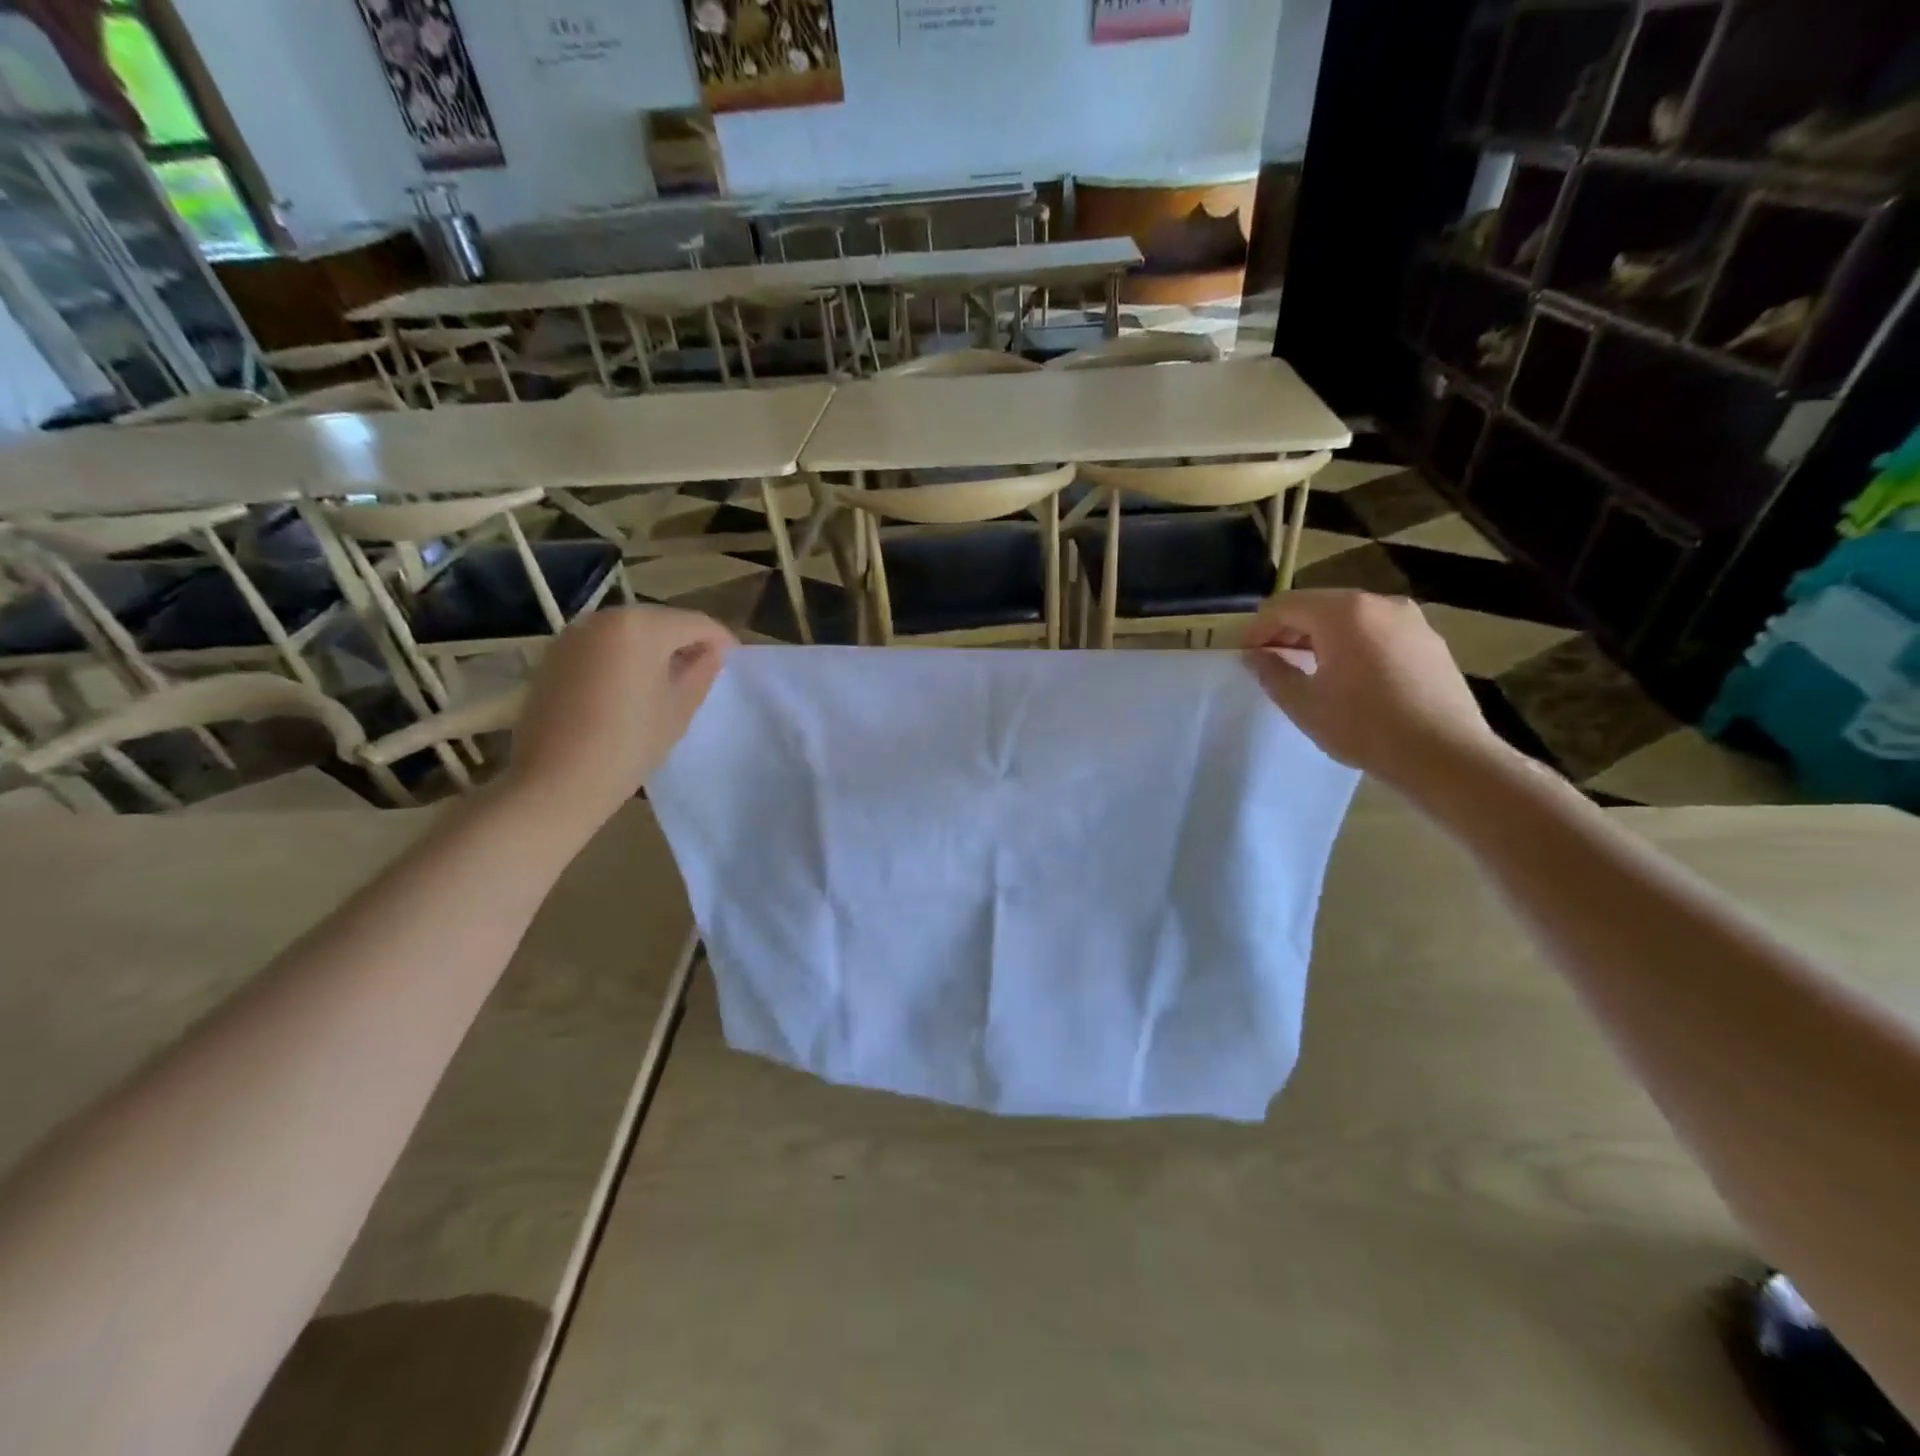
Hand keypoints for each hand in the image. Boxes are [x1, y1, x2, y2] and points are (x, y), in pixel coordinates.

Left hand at [504, 607, 732, 828]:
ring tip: (669, 678)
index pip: (695, 623)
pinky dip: (624, 656)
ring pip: (629, 631)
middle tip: (704, 669)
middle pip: (660, 621)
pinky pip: (602, 645)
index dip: (720, 639)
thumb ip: (702, 672)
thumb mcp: (679, 709)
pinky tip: (632, 686)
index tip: (734, 659)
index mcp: (641, 627)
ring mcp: (573, 634)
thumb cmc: (628, 745)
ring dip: (653, 647)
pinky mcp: (554, 655)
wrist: (555, 782)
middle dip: (685, 640)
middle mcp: (604, 618)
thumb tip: (713, 652)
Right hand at [1241, 590, 1511, 793]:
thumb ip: (1272, 672)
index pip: (1284, 605)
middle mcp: (1378, 603)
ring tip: (1309, 670)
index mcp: (1343, 612)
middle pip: (1318, 605)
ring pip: (1350, 618)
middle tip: (1272, 662)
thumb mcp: (1304, 703)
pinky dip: (1353, 644)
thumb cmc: (1364, 727)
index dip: (1258, 628)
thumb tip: (1254, 656)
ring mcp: (1410, 619)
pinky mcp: (1429, 641)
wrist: (1445, 755)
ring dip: (1321, 637)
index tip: (1246, 655)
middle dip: (1289, 630)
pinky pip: (1377, 632)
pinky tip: (1350, 678)